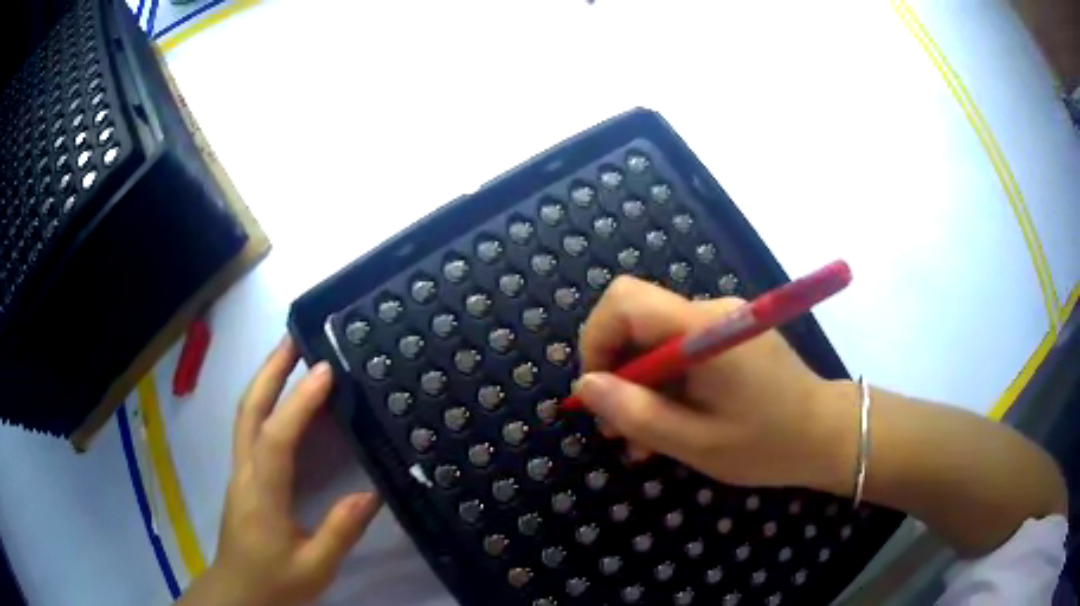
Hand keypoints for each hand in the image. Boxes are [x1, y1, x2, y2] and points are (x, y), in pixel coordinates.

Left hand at [180, 336, 380, 605]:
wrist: (238, 594)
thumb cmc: (275, 582)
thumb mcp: (315, 566)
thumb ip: (341, 531)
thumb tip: (371, 494)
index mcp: (262, 495)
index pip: (276, 438)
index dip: (299, 402)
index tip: (324, 371)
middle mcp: (245, 473)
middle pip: (249, 410)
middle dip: (270, 370)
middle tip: (295, 338)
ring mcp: (239, 472)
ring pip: (245, 415)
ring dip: (264, 380)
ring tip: (288, 355)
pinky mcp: (242, 477)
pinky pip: (250, 429)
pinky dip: (264, 402)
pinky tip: (280, 400)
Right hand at [575, 276, 851, 493]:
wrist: (827, 434)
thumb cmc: (768, 444)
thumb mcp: (696, 443)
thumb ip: (637, 414)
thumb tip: (586, 385)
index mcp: (704, 328)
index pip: (625, 300)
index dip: (596, 339)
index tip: (598, 392)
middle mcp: (711, 310)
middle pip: (637, 321)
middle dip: (618, 374)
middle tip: (619, 431)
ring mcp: (723, 320)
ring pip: (656, 341)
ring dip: (642, 388)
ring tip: (645, 441)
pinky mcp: (731, 335)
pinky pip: (682, 350)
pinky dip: (667, 385)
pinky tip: (673, 423)